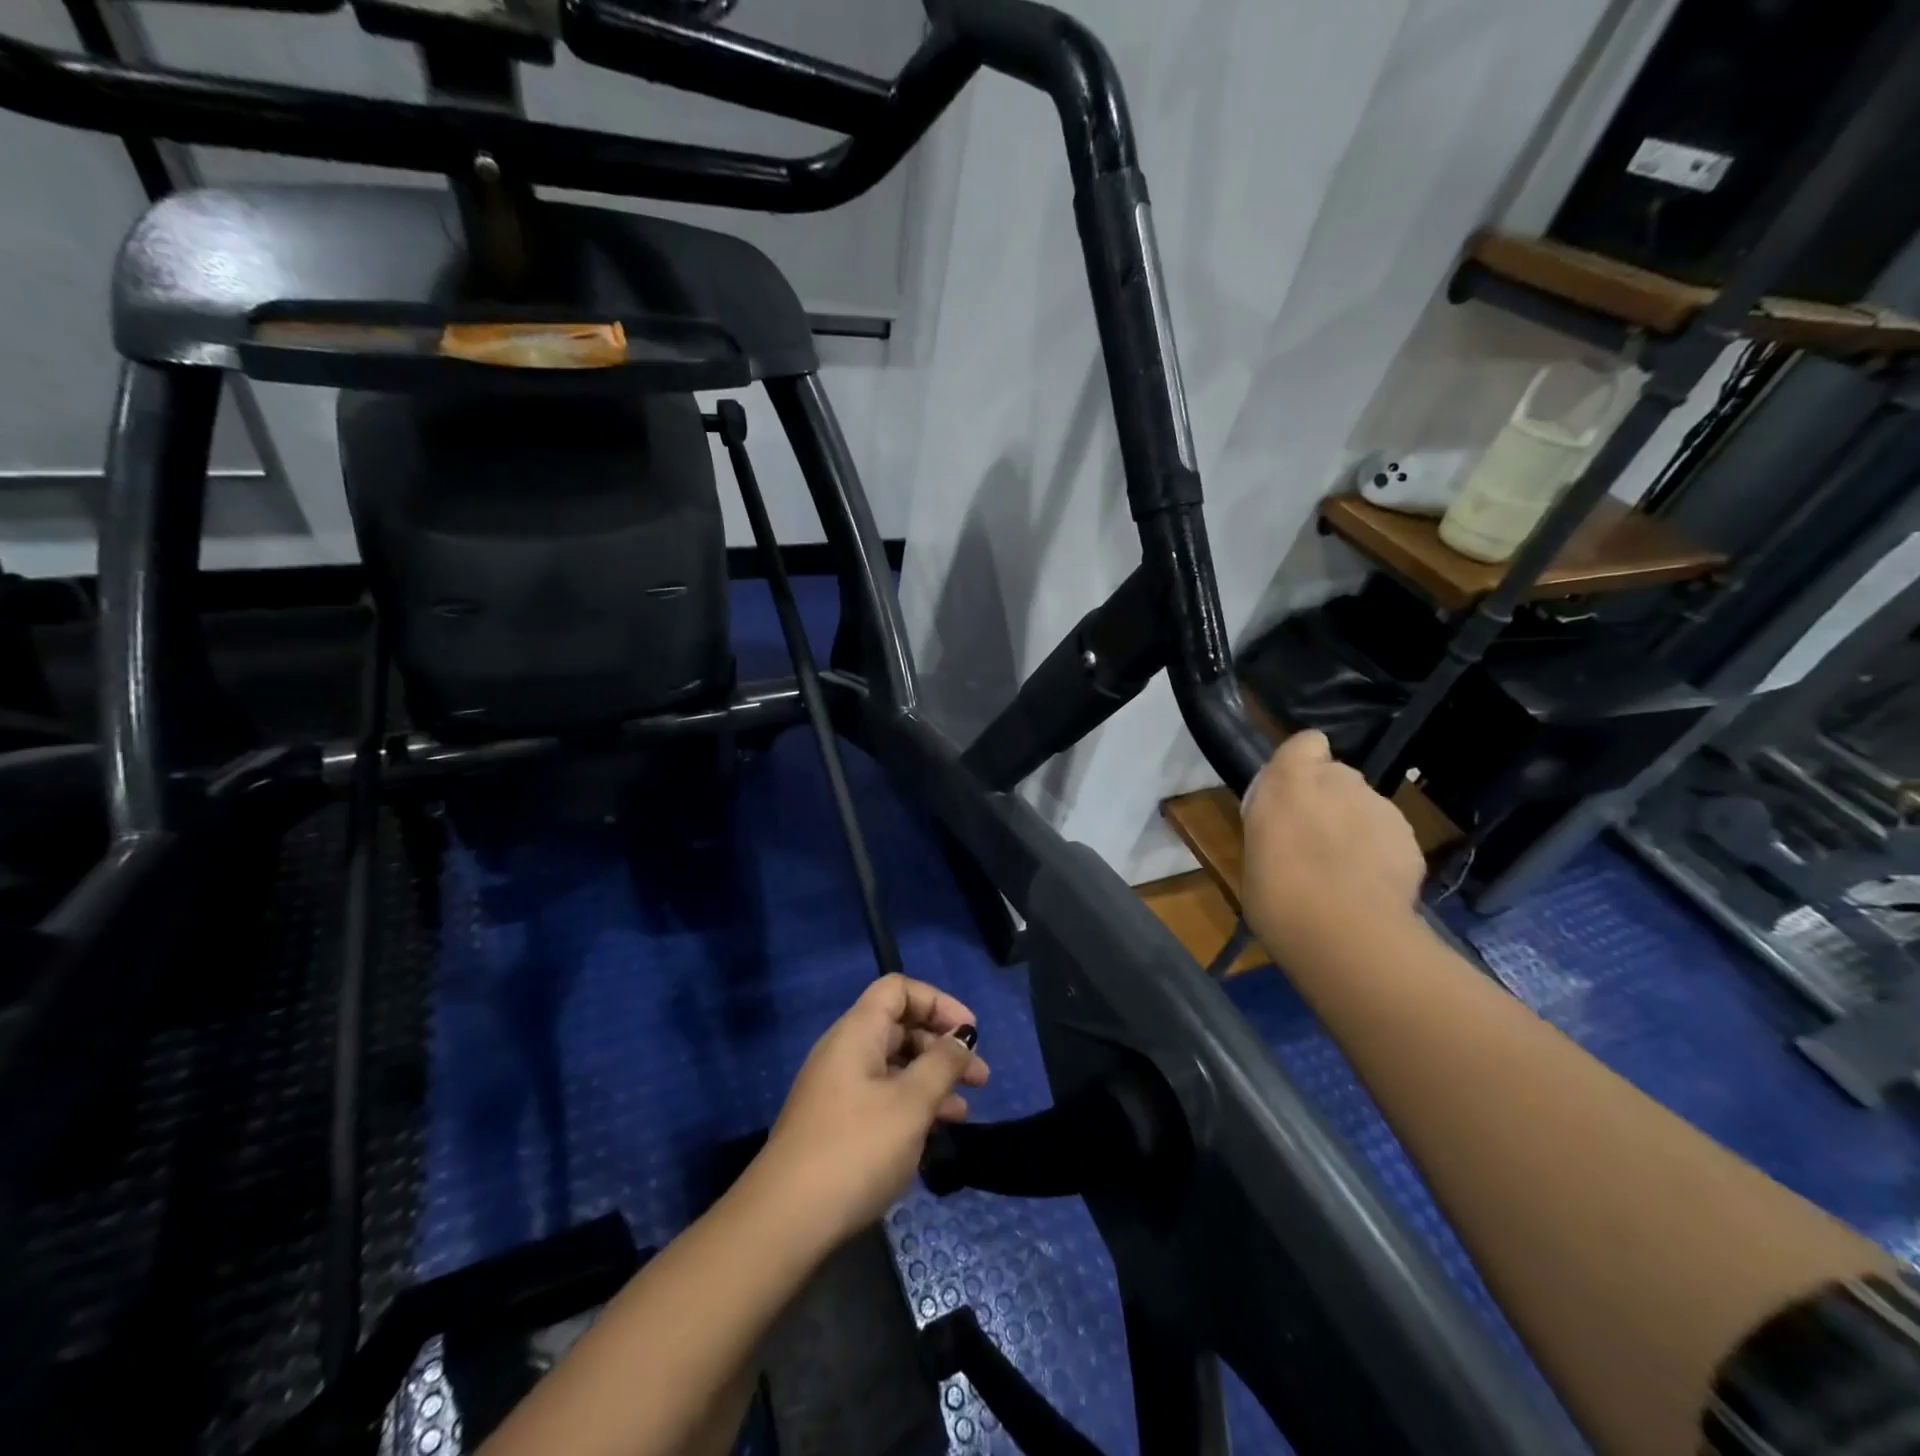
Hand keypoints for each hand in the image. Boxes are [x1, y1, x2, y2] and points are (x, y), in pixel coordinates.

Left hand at [755, 974, 990, 1249]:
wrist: (784, 1223)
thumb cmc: (855, 1150)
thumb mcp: (910, 1104)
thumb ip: (942, 1065)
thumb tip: (962, 1036)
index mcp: (857, 1032)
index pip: (898, 989)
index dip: (938, 1002)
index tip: (970, 1032)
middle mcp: (845, 1052)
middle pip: (899, 1027)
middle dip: (942, 1047)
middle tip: (980, 1078)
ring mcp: (837, 1090)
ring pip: (894, 1067)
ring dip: (931, 1080)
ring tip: (964, 1112)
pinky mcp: (836, 1125)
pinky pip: (882, 1098)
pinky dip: (911, 1106)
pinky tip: (934, 1135)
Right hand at [1239, 730, 1425, 959]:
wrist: (1345, 935)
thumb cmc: (1277, 895)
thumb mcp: (1255, 853)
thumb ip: (1275, 826)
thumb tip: (1285, 828)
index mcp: (1289, 781)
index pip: (1306, 743)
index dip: (1302, 762)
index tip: (1292, 793)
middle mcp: (1339, 781)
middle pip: (1337, 776)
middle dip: (1328, 800)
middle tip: (1313, 841)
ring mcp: (1380, 808)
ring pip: (1365, 807)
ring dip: (1354, 826)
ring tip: (1344, 871)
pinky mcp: (1410, 839)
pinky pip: (1388, 836)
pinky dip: (1380, 853)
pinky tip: (1370, 887)